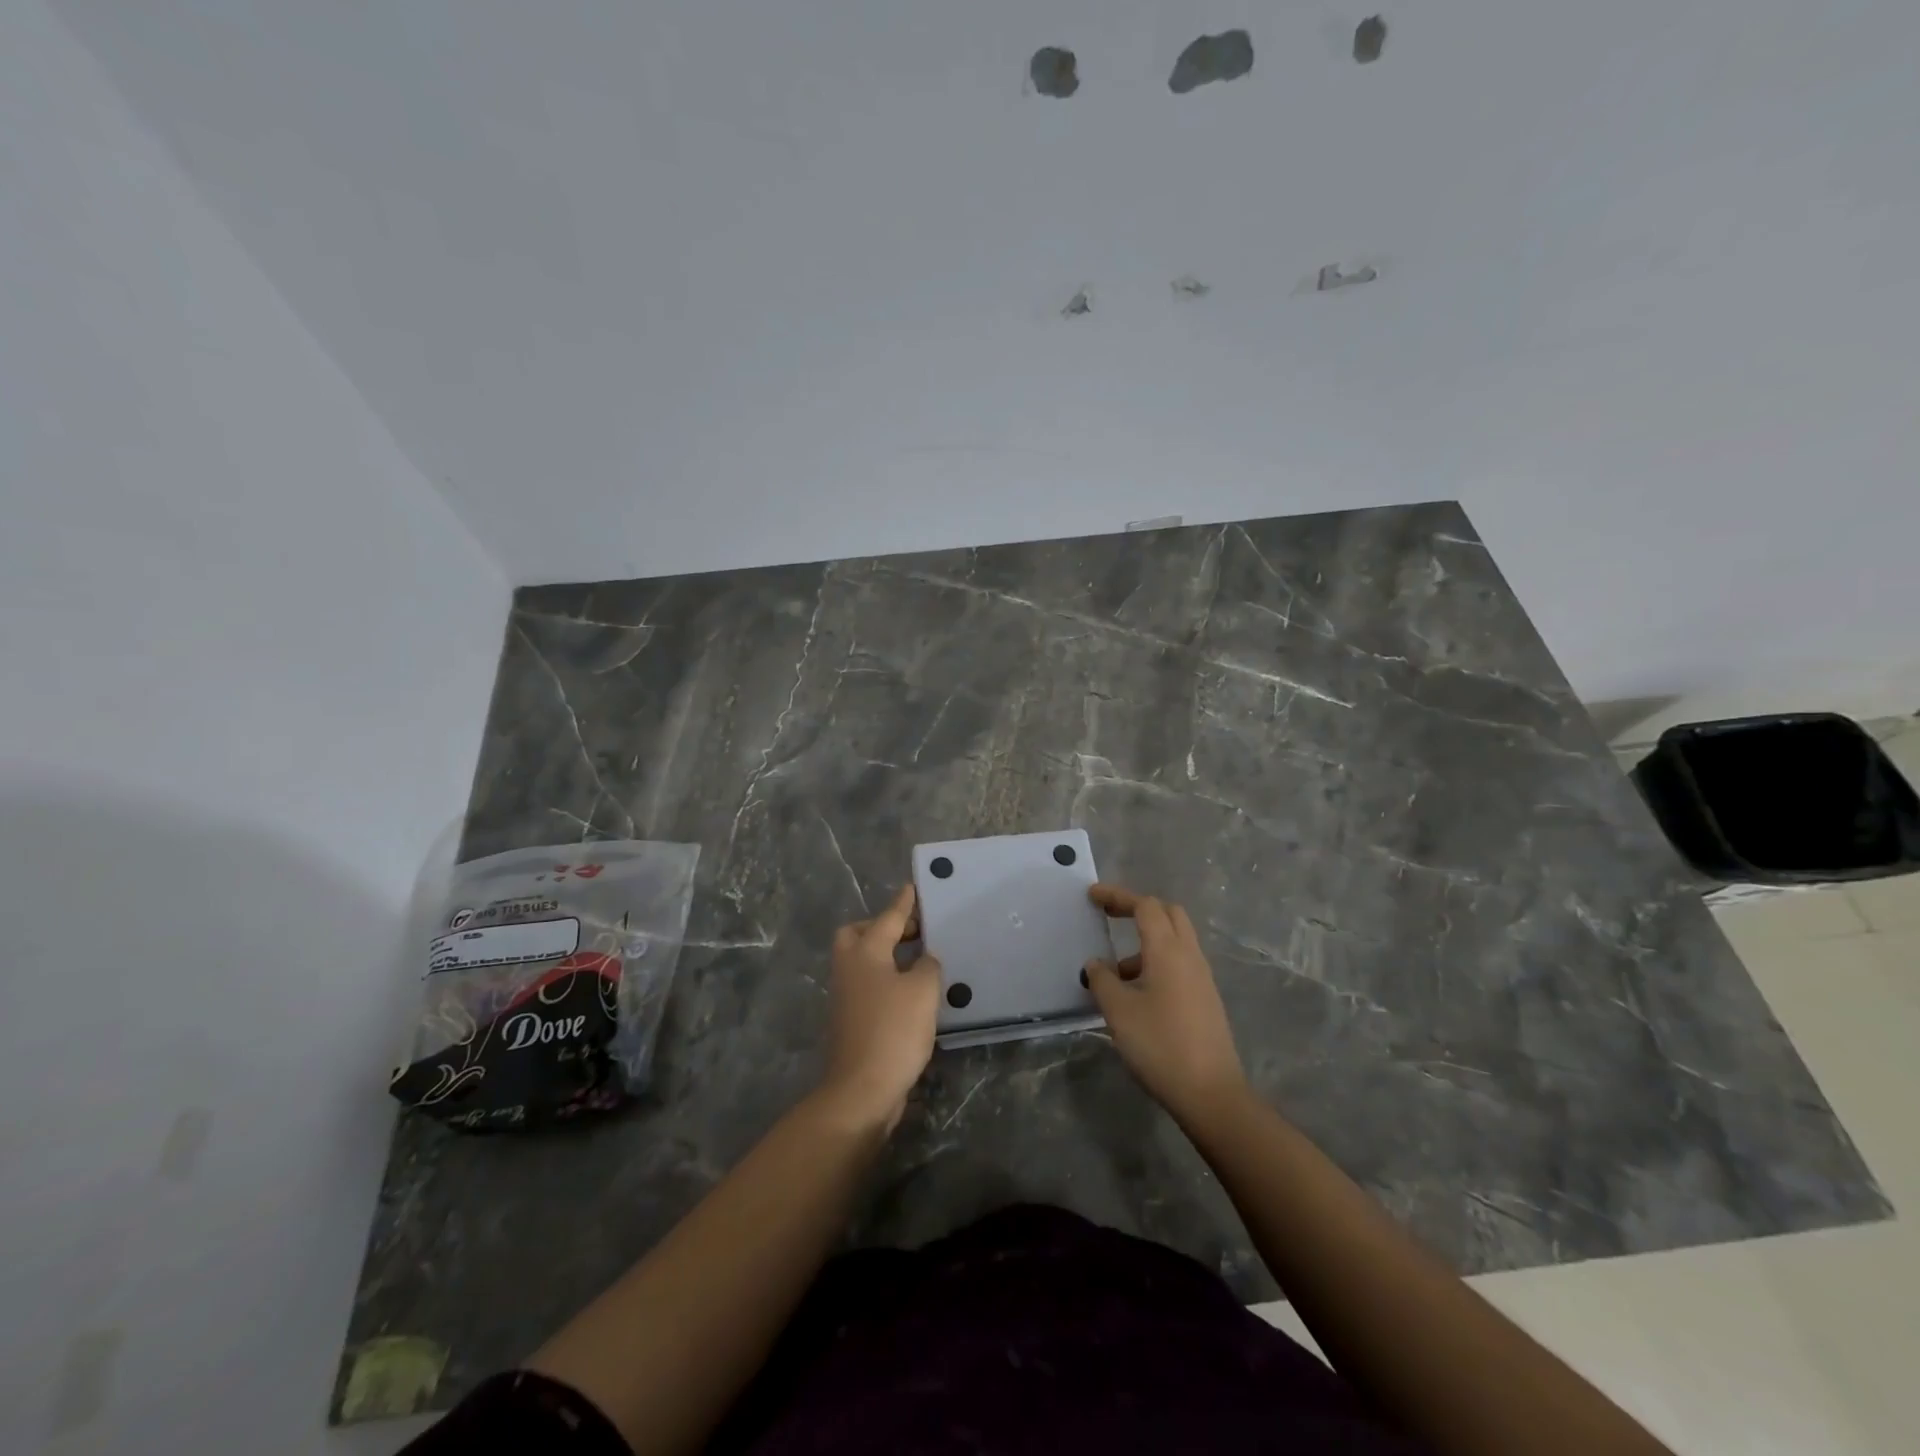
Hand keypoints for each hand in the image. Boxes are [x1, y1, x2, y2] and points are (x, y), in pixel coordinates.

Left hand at [820, 884, 941, 1134]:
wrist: (861, 1089)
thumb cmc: (893, 1031)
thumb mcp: (922, 991)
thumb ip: (927, 966)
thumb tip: (923, 960)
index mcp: (865, 953)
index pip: (888, 918)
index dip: (904, 903)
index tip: (913, 887)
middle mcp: (849, 969)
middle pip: (859, 935)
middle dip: (883, 928)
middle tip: (914, 932)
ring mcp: (846, 996)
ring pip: (863, 961)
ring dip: (887, 955)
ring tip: (919, 960)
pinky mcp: (851, 1020)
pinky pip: (869, 986)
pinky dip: (887, 980)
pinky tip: (912, 992)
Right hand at [1085, 883, 1248, 1125]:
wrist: (1211, 1094)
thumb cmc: (1160, 1045)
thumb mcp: (1119, 1011)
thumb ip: (1102, 980)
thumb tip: (1096, 963)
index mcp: (1168, 950)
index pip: (1145, 906)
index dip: (1118, 896)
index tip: (1092, 896)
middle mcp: (1189, 956)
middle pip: (1168, 914)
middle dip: (1137, 909)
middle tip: (1109, 917)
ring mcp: (1202, 978)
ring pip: (1175, 940)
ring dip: (1146, 942)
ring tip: (1115, 972)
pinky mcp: (1206, 999)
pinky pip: (1179, 964)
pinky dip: (1156, 962)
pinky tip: (1137, 994)